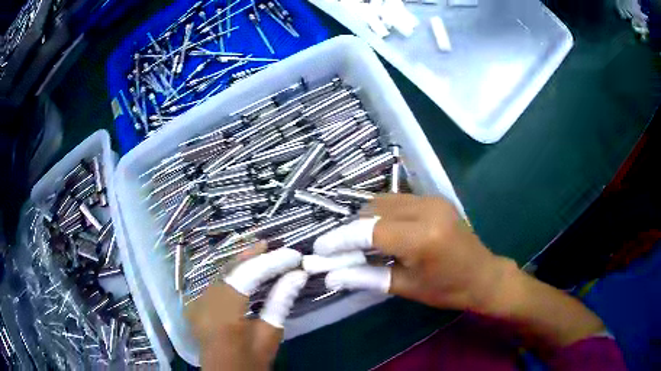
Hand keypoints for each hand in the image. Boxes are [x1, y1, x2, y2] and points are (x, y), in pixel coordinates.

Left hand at [186, 243, 307, 369]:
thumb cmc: (250, 363)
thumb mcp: (269, 336)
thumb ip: (280, 302)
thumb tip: (297, 275)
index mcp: (223, 316)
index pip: (247, 277)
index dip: (271, 263)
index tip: (294, 256)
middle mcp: (204, 303)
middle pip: (229, 269)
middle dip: (252, 255)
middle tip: (275, 245)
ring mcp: (195, 303)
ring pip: (219, 273)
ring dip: (241, 262)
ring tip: (263, 251)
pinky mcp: (195, 305)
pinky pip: (214, 282)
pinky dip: (231, 273)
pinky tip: (243, 268)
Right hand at [312, 194, 606, 350]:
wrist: (484, 274)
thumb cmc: (447, 289)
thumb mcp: (405, 288)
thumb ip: (365, 277)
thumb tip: (331, 275)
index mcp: (422, 237)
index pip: (369, 231)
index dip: (340, 239)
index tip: (320, 248)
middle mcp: (426, 209)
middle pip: (373, 210)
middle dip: (352, 229)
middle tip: (342, 250)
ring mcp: (432, 199)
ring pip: (383, 201)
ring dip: (367, 220)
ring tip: (361, 243)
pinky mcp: (435, 198)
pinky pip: (398, 200)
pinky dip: (383, 214)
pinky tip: (383, 232)